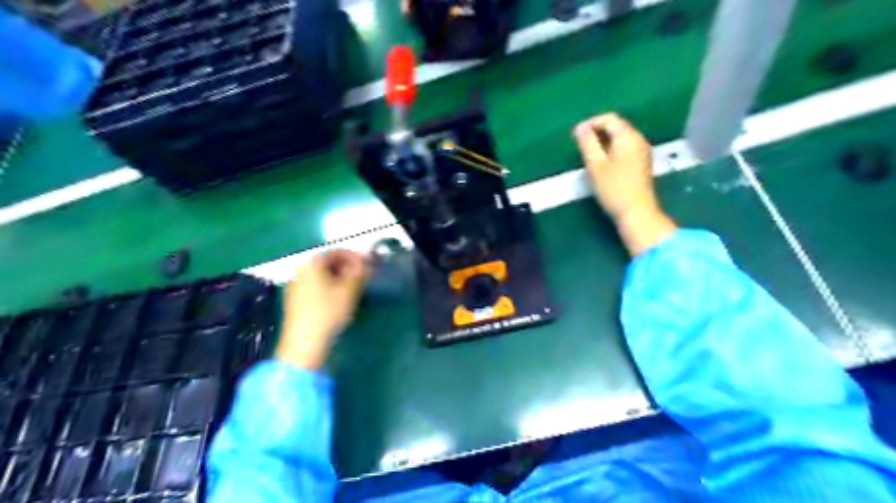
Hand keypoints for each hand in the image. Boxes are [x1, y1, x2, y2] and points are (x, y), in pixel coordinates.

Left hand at [276, 249, 368, 368]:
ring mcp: (295, 285)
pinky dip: (330, 287)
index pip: (337, 252)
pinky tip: (340, 299)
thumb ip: (360, 272)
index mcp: (311, 263)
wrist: (304, 344)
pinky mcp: (295, 301)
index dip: (356, 257)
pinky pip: (316, 286)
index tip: (370, 265)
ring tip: (355, 288)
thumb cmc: (328, 313)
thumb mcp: (350, 290)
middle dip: (348, 268)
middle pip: (328, 263)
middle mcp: (300, 270)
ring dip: (340, 278)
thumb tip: (366, 262)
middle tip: (364, 277)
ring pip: (322, 275)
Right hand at [574, 111, 671, 254]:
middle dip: (597, 131)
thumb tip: (580, 127)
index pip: (609, 118)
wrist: (637, 212)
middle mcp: (638, 139)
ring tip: (589, 155)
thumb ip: (587, 143)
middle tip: (580, 146)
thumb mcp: (595, 165)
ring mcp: (642, 152)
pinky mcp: (641, 163)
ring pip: (620, 138)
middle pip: (617, 126)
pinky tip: (602, 164)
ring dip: (603, 142)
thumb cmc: (614, 188)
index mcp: (628, 137)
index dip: (591, 123)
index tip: (576, 136)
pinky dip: (612, 150)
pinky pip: (625, 148)